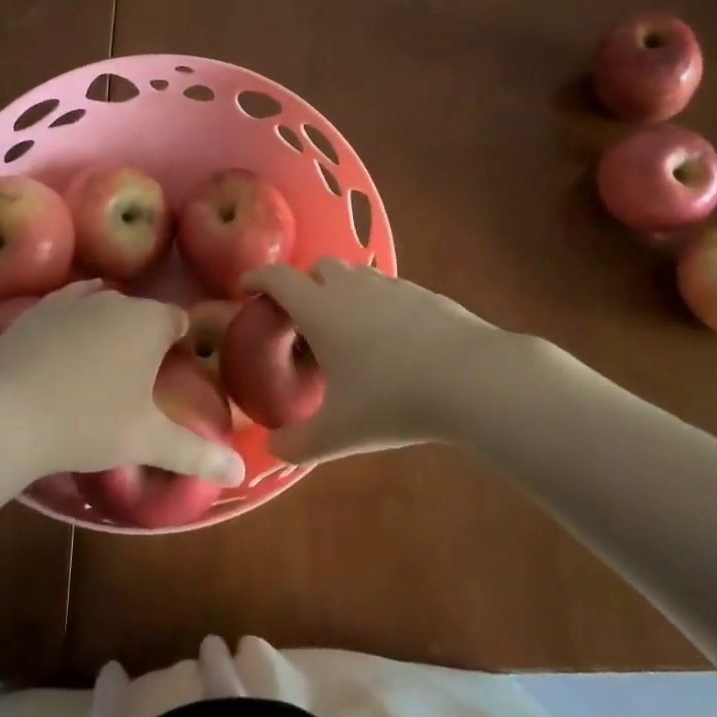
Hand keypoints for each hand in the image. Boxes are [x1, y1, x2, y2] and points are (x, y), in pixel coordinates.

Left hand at [0, 280, 246, 485]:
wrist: (5, 412)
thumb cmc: (88, 423)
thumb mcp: (146, 441)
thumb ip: (197, 453)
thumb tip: (241, 472)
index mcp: (150, 322)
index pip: (179, 321)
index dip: (180, 344)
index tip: (171, 373)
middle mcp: (117, 299)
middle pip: (142, 312)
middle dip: (144, 338)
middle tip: (136, 381)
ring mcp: (75, 298)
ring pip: (105, 306)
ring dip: (110, 328)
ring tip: (100, 368)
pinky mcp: (39, 307)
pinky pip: (70, 307)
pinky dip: (75, 323)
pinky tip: (65, 351)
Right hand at [244, 259, 510, 462]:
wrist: (471, 377)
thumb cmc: (392, 400)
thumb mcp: (339, 433)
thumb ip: (298, 443)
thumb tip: (271, 449)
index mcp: (320, 309)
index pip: (278, 278)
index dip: (257, 279)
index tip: (245, 287)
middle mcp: (351, 287)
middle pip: (318, 267)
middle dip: (303, 283)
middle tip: (300, 317)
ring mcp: (391, 286)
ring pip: (355, 275)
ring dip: (341, 290)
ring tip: (345, 328)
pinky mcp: (423, 293)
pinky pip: (387, 289)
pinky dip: (376, 302)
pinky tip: (389, 338)